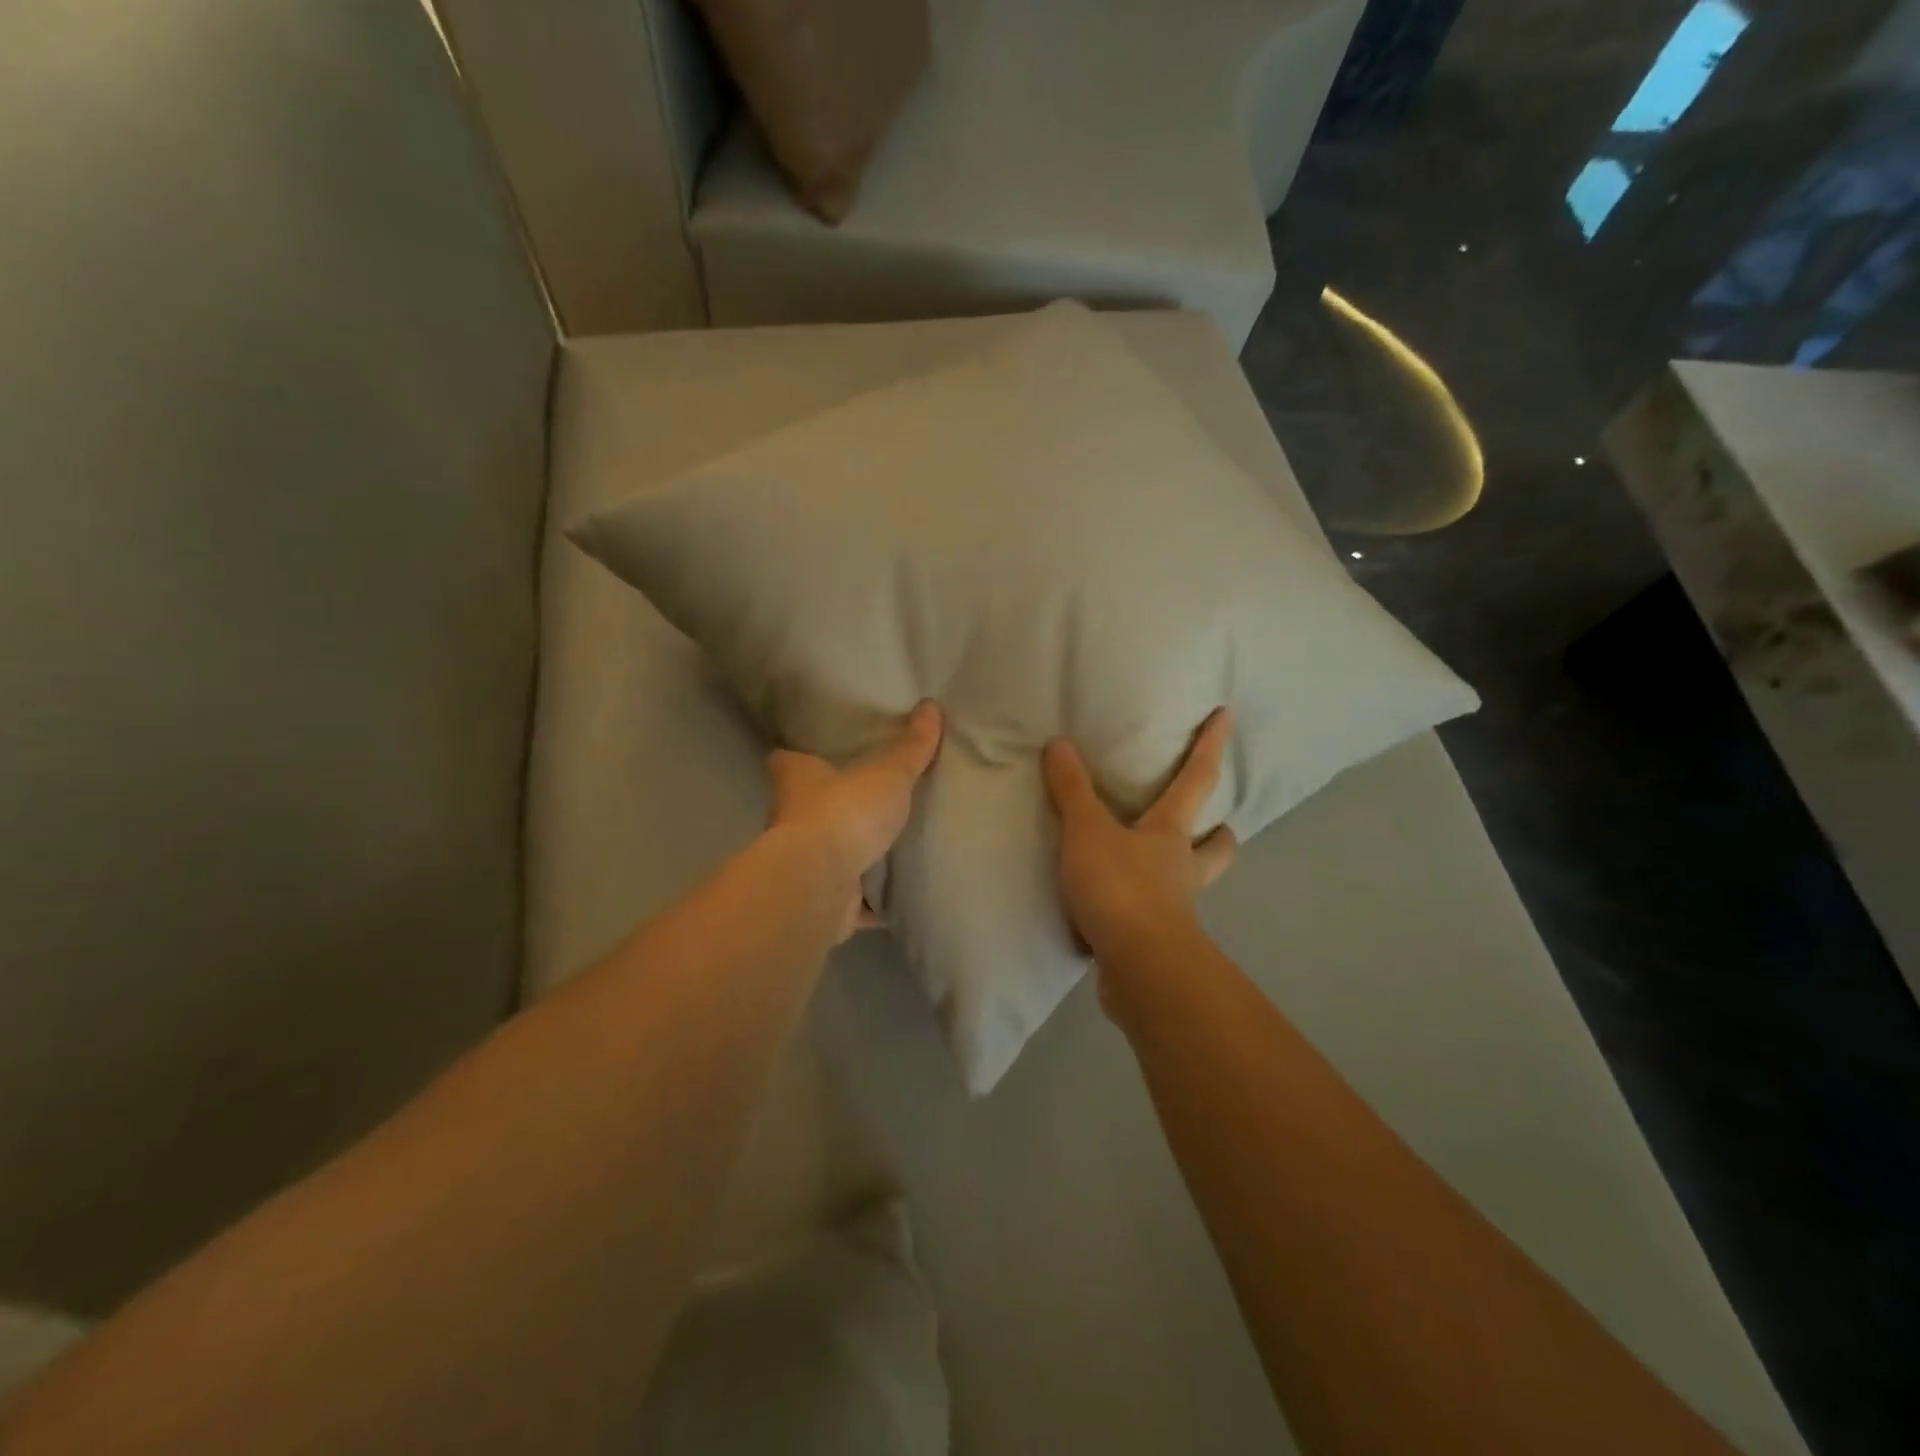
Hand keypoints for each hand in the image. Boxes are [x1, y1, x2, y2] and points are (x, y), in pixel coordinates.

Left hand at [766, 702, 942, 940]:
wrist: (820, 883)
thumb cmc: (845, 813)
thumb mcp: (888, 774)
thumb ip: (911, 748)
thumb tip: (931, 706)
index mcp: (798, 781)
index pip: (787, 761)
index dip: (801, 758)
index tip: (820, 755)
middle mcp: (791, 820)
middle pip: (808, 810)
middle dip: (833, 809)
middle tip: (869, 801)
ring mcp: (804, 864)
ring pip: (829, 855)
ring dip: (851, 856)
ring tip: (890, 847)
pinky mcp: (822, 900)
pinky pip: (850, 900)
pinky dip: (868, 901)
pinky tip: (896, 898)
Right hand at [1042, 708, 1237, 970]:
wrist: (1139, 967)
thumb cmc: (1121, 888)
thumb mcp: (1087, 832)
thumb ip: (1072, 791)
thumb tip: (1059, 744)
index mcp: (1171, 835)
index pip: (1197, 780)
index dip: (1211, 745)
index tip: (1228, 715)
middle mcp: (1182, 870)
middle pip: (1216, 847)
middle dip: (1220, 834)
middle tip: (1214, 825)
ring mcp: (1175, 910)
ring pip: (1192, 886)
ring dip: (1187, 874)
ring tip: (1163, 868)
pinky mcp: (1158, 944)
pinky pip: (1158, 920)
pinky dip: (1148, 911)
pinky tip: (1122, 912)